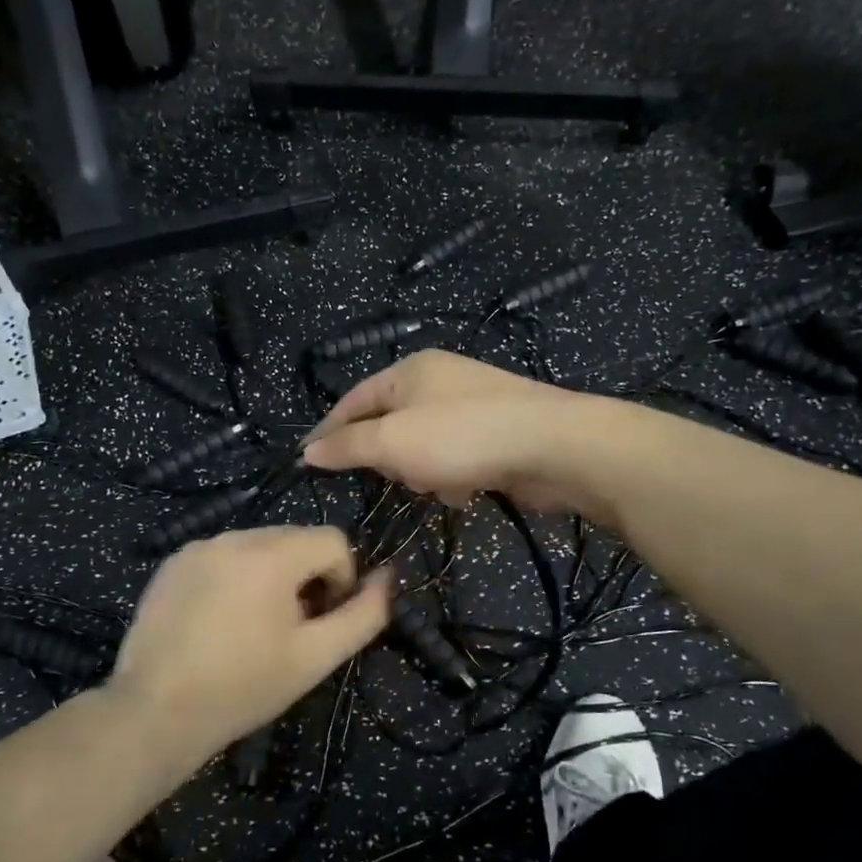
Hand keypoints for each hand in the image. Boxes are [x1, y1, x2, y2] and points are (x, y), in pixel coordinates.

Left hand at [109, 526, 391, 762]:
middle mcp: (234, 536)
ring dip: (270, 575)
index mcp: (271, 554)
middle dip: (305, 576)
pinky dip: (234, 576)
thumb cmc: (243, 687)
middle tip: (290, 628)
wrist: (155, 712)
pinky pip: (222, 556)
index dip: (341, 579)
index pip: (333, 540)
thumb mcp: (315, 657)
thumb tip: (388, 578)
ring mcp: (198, 546)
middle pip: (294, 539)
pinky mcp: (172, 562)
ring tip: (253, 627)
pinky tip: (218, 621)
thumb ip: (362, 615)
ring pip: (257, 546)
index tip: (322, 620)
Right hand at [302, 350, 618, 518]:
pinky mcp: (495, 432)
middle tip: (399, 475)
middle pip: (389, 425)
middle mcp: (438, 380)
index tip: (308, 461)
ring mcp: (470, 405)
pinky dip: (455, 476)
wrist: (553, 446)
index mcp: (409, 371)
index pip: (353, 400)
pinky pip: (455, 457)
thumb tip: (308, 451)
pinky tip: (468, 490)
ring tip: (441, 484)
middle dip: (390, 458)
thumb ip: (347, 446)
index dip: (328, 430)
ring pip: (422, 446)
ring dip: (424, 472)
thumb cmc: (461, 437)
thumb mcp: (392, 442)